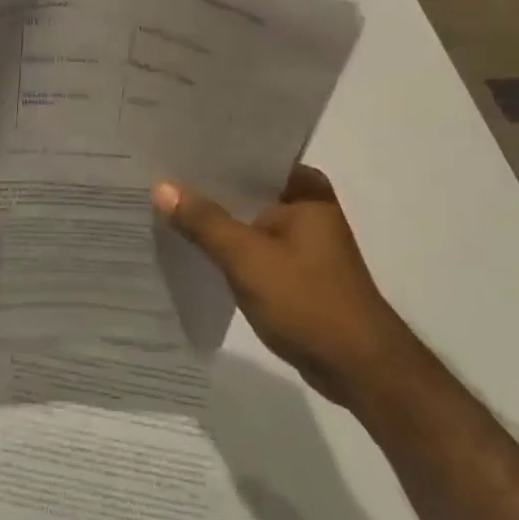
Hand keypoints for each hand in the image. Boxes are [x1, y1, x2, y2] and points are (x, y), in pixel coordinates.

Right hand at [153, 164, 411, 405]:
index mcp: (305, 191)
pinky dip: (227, 248)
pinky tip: (193, 248)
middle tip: (158, 174)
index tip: (171, 147)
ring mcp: (303, 243)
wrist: (361, 372)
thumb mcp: (247, 258)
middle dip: (207, 188)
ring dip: (216, 220)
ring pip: (248, 220)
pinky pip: (252, 248)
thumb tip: (161, 187)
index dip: (210, 154)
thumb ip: (204, 221)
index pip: (250, 158)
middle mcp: (307, 209)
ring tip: (165, 206)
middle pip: (246, 190)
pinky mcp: (296, 273)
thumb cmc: (308, 302)